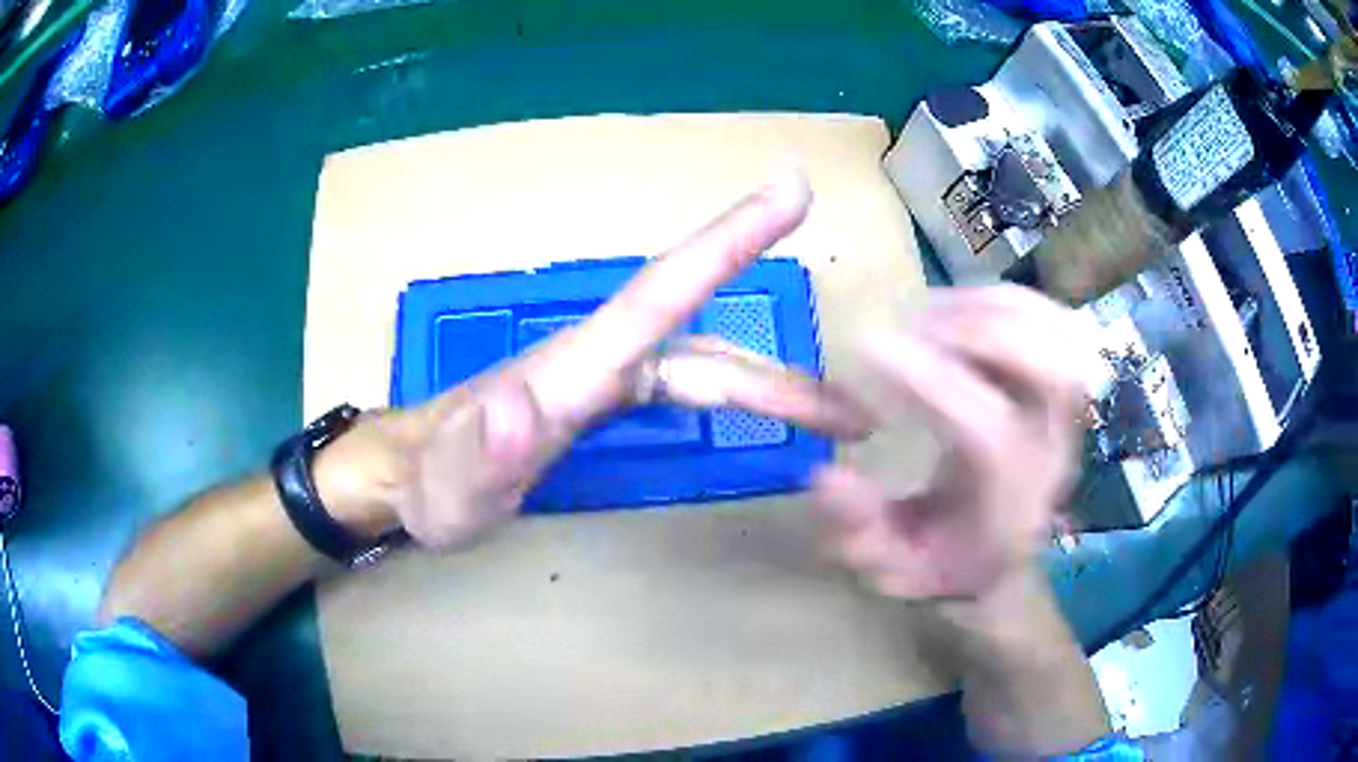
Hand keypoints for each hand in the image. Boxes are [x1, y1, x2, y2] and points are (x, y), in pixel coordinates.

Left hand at [322, 173, 871, 548]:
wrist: (409, 478)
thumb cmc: (429, 483)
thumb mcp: (447, 484)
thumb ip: (480, 449)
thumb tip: (525, 402)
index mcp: (574, 369)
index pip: (663, 292)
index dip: (727, 241)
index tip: (790, 192)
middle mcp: (600, 360)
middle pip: (709, 350)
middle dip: (786, 375)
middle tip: (858, 414)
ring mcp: (604, 380)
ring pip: (708, 372)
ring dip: (775, 391)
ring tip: (835, 423)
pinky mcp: (603, 401)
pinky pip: (688, 388)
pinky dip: (738, 397)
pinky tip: (761, 413)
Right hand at [813, 286, 1092, 604]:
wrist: (1000, 561)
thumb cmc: (944, 563)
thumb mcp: (889, 567)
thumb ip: (857, 532)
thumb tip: (826, 473)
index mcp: (1009, 503)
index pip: (989, 430)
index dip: (932, 380)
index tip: (868, 347)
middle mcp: (1048, 452)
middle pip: (1046, 369)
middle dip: (976, 330)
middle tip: (910, 326)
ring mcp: (1064, 415)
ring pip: (1053, 335)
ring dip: (989, 307)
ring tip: (929, 314)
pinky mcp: (1060, 387)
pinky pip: (1050, 320)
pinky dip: (1005, 299)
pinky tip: (960, 307)